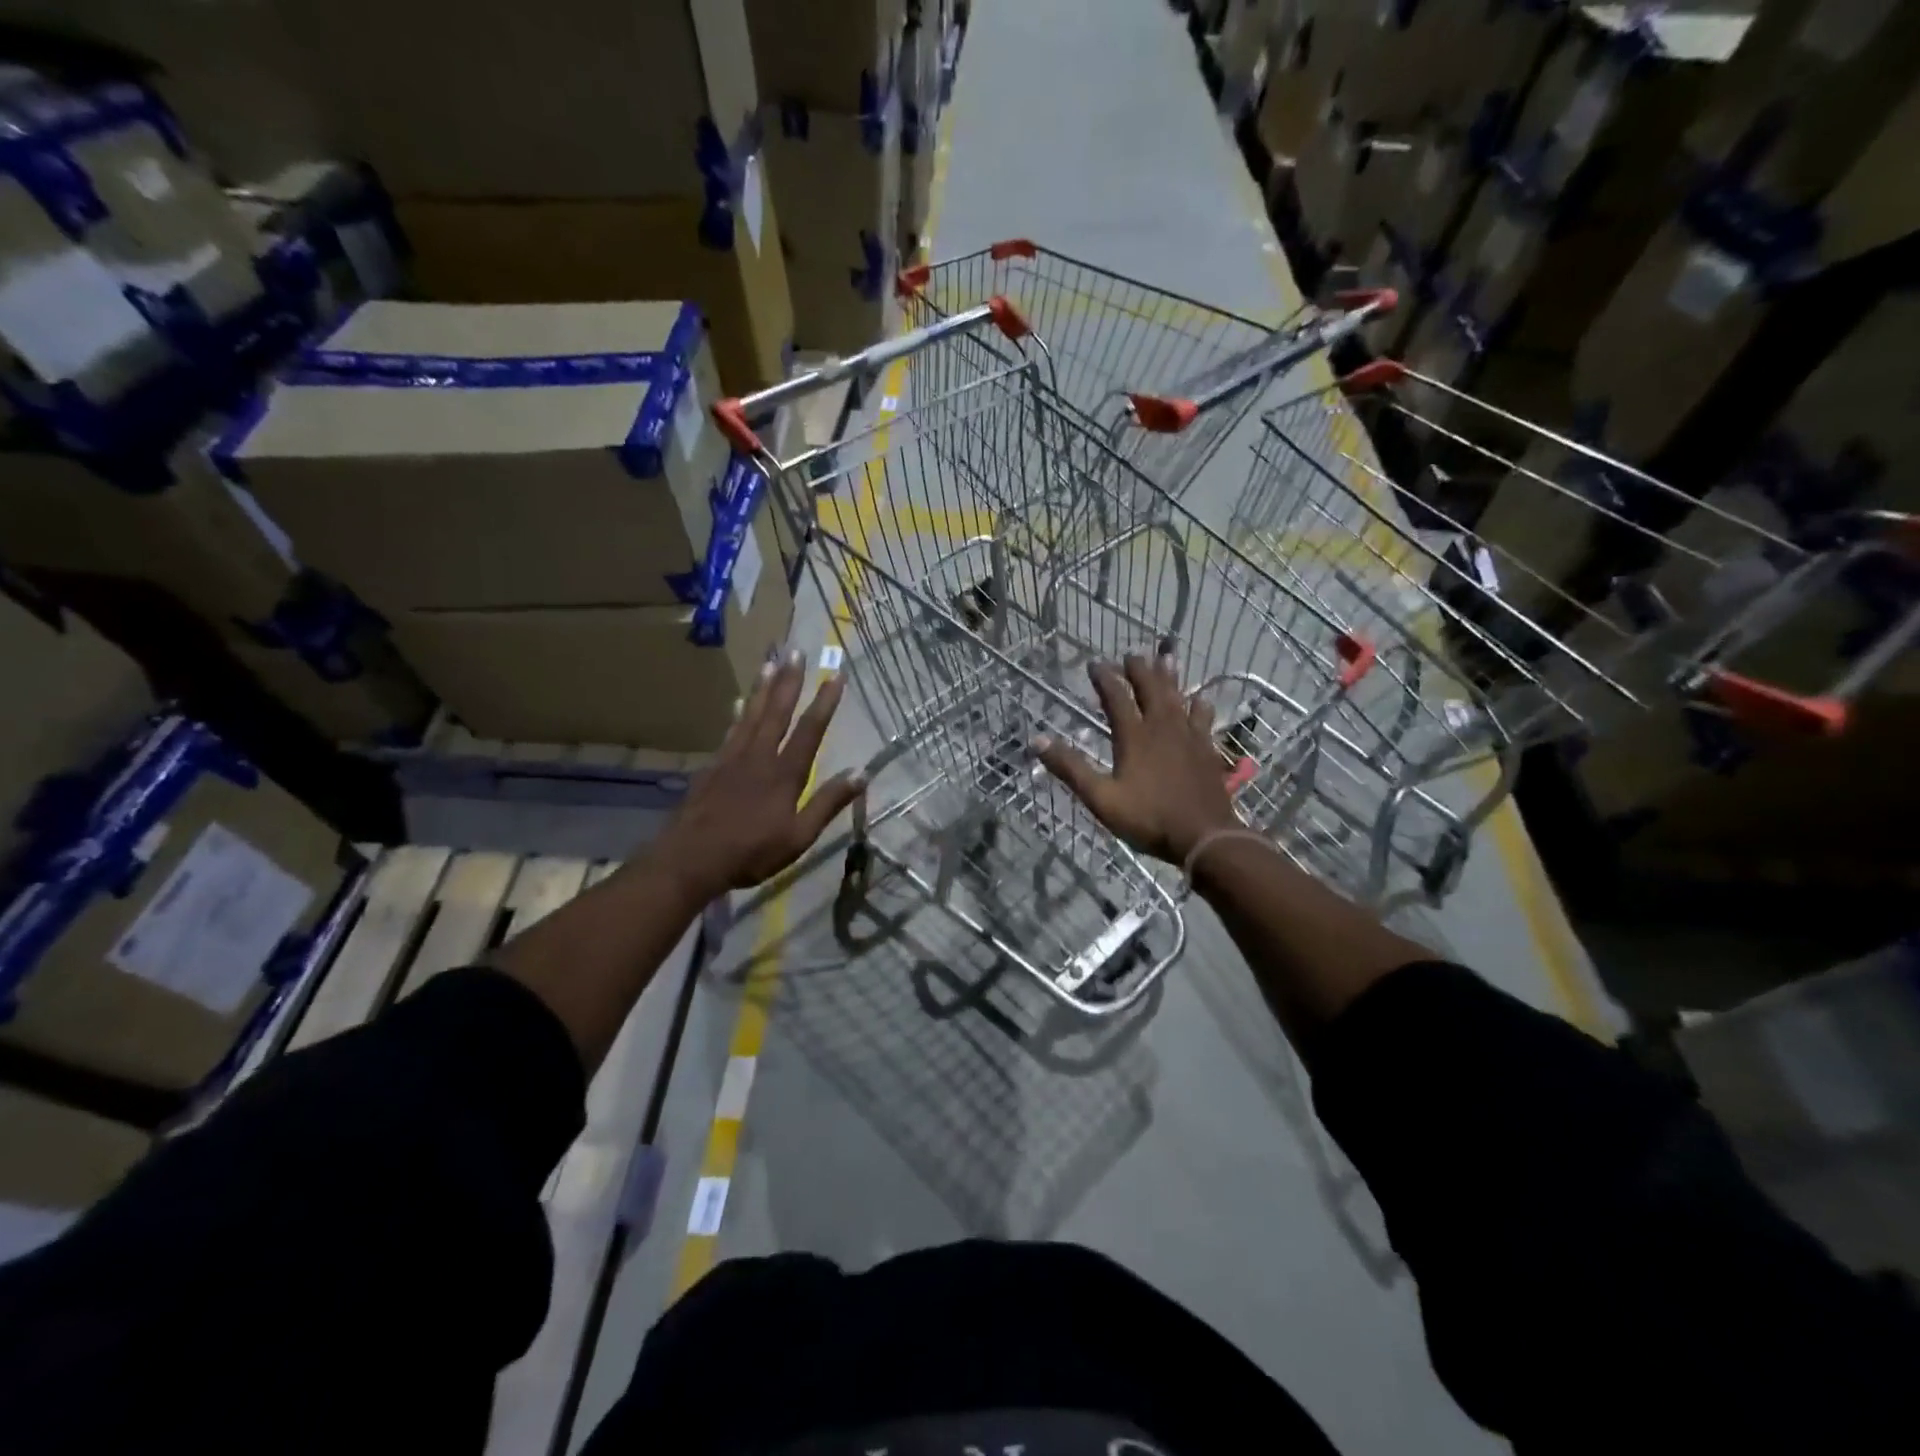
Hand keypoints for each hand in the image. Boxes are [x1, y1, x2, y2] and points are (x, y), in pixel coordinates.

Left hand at [652, 651, 864, 898]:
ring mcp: (732, 758)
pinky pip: (731, 730)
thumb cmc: (751, 852)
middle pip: (777, 711)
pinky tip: (739, 703)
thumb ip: (828, 803)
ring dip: (764, 687)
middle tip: (797, 651)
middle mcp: (759, 756)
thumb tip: (862, 774)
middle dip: (790, 680)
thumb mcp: (799, 836)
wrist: (691, 858)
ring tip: (771, 662)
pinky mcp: (713, 766)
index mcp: (784, 774)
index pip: (810, 730)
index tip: (836, 675)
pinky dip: (738, 713)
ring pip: (752, 714)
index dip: (824, 702)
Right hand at [1034, 654, 1239, 865]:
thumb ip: (1071, 768)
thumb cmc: (1149, 819)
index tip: (1095, 663)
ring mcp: (1188, 737)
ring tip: (1167, 658)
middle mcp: (1162, 728)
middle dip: (1139, 670)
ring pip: (1178, 698)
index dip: (1105, 678)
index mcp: (1134, 737)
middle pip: (1151, 689)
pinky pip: (1202, 719)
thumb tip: (1038, 741)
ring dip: (1170, 677)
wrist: (1205, 837)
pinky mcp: (1206, 750)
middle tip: (1132, 655)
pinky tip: (1200, 699)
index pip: (1116, 698)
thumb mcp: (1101, 798)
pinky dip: (1198, 705)